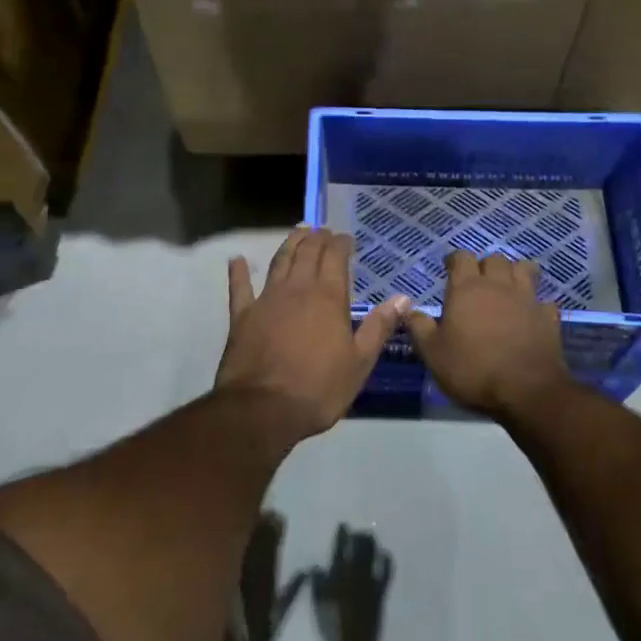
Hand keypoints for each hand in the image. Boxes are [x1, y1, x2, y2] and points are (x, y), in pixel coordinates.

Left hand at [217, 227, 409, 439]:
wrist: (262, 409)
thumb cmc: (318, 388)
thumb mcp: (359, 363)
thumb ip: (379, 327)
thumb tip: (403, 298)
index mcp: (328, 297)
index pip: (335, 257)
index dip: (341, 243)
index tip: (346, 238)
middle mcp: (297, 289)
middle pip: (307, 252)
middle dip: (317, 238)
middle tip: (323, 230)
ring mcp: (267, 299)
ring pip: (280, 261)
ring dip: (289, 244)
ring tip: (297, 233)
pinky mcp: (242, 316)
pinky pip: (240, 288)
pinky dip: (239, 272)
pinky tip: (237, 260)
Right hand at [309, 526, 391, 640]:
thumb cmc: (332, 626)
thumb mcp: (318, 605)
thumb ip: (317, 584)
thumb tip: (317, 567)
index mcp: (338, 574)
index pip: (340, 548)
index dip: (342, 535)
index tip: (344, 525)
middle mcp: (355, 572)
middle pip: (359, 546)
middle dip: (359, 536)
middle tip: (358, 532)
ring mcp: (370, 581)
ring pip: (372, 554)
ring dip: (371, 543)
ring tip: (370, 537)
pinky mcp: (380, 592)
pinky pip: (386, 572)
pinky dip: (386, 560)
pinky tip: (386, 554)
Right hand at [406, 251, 568, 418]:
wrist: (526, 390)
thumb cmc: (473, 369)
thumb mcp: (433, 353)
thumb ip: (420, 327)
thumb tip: (410, 309)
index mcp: (467, 288)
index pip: (461, 257)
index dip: (454, 260)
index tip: (449, 269)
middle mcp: (498, 285)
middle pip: (494, 259)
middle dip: (485, 266)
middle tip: (478, 282)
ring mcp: (527, 298)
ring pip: (523, 269)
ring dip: (514, 273)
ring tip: (507, 287)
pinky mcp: (548, 316)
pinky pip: (543, 300)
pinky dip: (536, 303)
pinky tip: (531, 314)